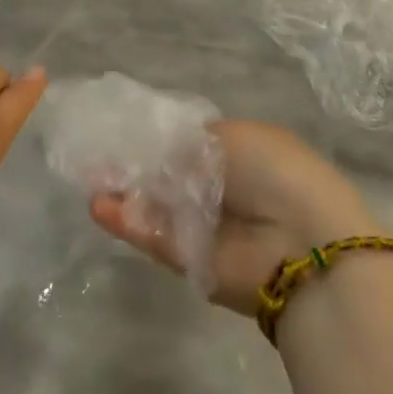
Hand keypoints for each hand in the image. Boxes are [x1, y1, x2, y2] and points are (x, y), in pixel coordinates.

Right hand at [91, 119, 376, 315]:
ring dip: (125, 193)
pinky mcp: (192, 263)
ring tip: (89, 177)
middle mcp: (224, 190)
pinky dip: (127, 221)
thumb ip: (184, 144)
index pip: (191, 143)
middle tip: (98, 154)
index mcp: (242, 153)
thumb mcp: (229, 137)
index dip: (159, 137)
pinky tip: (98, 205)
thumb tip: (155, 150)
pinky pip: (155, 236)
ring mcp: (207, 228)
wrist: (302, 243)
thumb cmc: (273, 171)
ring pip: (157, 207)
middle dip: (137, 165)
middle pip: (170, 175)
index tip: (125, 130)